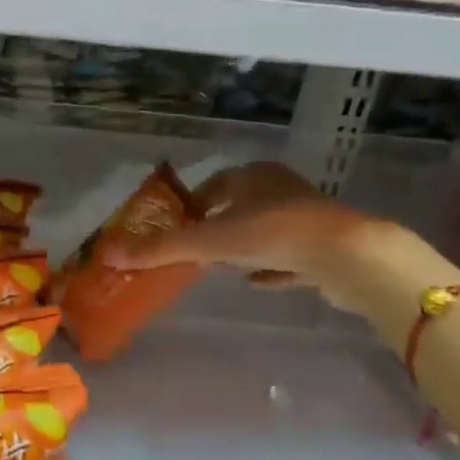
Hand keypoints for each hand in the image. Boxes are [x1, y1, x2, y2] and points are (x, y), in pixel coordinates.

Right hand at [104, 161, 384, 307]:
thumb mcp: (209, 241)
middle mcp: (280, 189)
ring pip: (265, 229)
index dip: (191, 204)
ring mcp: (307, 218)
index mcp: (253, 176)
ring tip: (220, 266)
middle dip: (216, 225)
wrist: (350, 256)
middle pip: (239, 206)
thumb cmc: (273, 234)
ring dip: (243, 246)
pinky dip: (271, 267)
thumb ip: (161, 249)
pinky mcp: (326, 247)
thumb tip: (109, 253)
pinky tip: (257, 283)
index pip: (213, 184)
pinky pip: (290, 256)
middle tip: (193, 248)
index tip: (175, 225)